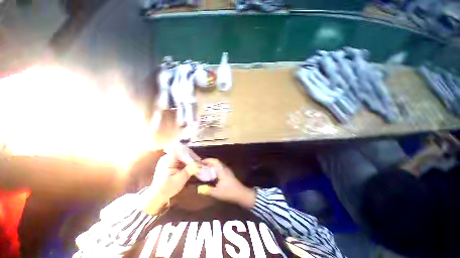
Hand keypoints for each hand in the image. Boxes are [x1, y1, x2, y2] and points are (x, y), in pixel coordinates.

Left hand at [142, 153, 196, 213]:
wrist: (157, 196)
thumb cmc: (167, 188)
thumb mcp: (180, 179)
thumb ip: (190, 169)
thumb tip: (199, 163)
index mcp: (168, 159)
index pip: (181, 150)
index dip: (190, 153)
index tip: (197, 158)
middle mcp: (167, 157)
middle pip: (181, 153)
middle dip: (190, 157)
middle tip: (198, 162)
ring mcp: (168, 160)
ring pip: (181, 156)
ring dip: (188, 160)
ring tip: (195, 164)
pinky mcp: (169, 164)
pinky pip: (179, 160)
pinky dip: (185, 163)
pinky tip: (189, 167)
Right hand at [196, 158, 255, 208]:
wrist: (241, 194)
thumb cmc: (229, 192)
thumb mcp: (217, 193)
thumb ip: (207, 190)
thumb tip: (199, 189)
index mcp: (222, 171)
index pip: (216, 161)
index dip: (209, 160)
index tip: (202, 161)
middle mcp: (225, 169)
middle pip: (217, 162)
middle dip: (209, 162)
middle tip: (202, 165)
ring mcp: (228, 171)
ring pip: (219, 165)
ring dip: (212, 166)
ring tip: (206, 169)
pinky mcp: (229, 175)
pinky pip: (221, 169)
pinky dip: (215, 169)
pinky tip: (212, 175)